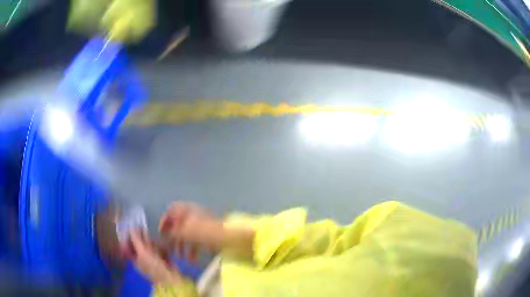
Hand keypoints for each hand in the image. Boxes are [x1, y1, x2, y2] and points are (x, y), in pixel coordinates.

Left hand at [129, 231, 182, 284]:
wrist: (172, 279)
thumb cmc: (154, 267)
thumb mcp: (143, 253)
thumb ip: (136, 240)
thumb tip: (131, 227)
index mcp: (135, 259)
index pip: (128, 245)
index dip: (129, 236)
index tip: (132, 227)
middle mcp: (142, 258)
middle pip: (139, 244)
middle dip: (143, 240)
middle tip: (146, 234)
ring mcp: (152, 259)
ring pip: (150, 246)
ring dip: (154, 245)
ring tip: (158, 248)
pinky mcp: (162, 259)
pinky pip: (159, 250)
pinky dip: (161, 249)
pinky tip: (164, 252)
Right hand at [159, 202, 223, 260]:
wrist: (229, 237)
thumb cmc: (204, 232)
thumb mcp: (185, 232)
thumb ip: (173, 233)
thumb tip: (165, 236)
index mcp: (186, 209)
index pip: (171, 211)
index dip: (164, 221)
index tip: (161, 234)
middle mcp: (192, 215)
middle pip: (178, 226)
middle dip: (173, 239)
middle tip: (170, 250)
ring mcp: (201, 226)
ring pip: (187, 235)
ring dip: (182, 247)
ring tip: (181, 258)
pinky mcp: (208, 235)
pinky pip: (196, 242)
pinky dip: (193, 250)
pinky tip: (192, 261)